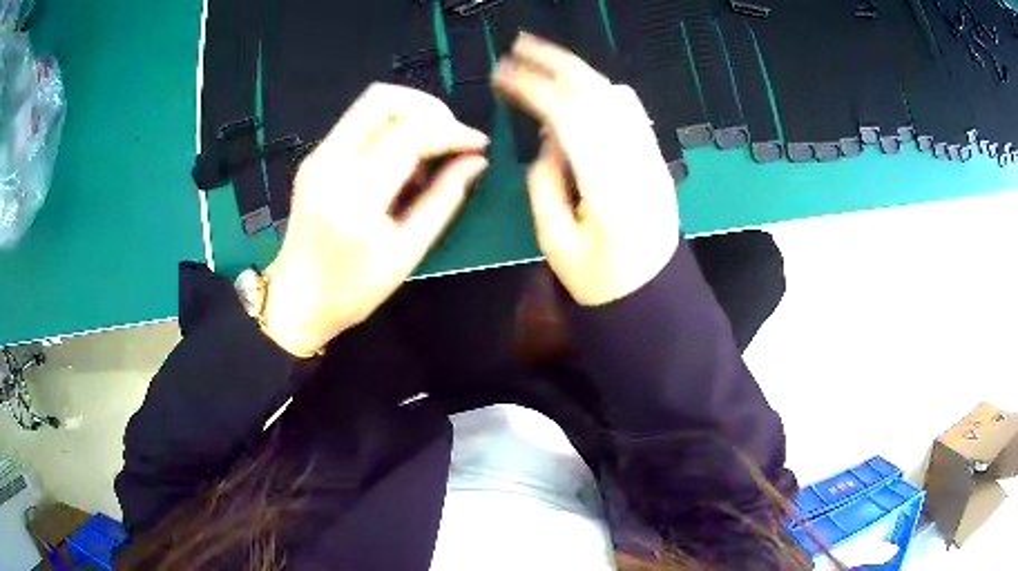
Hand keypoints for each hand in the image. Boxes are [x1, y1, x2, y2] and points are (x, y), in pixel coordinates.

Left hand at [261, 83, 488, 356]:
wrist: (296, 299)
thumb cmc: (352, 290)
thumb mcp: (406, 253)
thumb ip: (444, 200)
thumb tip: (475, 162)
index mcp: (354, 196)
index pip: (409, 135)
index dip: (451, 131)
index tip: (478, 144)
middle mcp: (330, 164)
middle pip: (383, 99)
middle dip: (429, 108)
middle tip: (452, 137)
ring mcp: (317, 156)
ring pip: (370, 104)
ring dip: (410, 115)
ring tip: (429, 154)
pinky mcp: (315, 157)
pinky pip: (360, 123)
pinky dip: (391, 129)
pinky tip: (402, 162)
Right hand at [493, 33, 678, 306]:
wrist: (653, 296)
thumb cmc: (599, 280)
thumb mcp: (555, 242)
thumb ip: (544, 182)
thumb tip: (548, 136)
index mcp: (609, 188)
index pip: (570, 118)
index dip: (533, 88)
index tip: (502, 73)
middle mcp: (637, 162)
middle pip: (598, 94)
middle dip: (556, 63)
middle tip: (519, 45)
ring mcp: (653, 158)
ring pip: (617, 97)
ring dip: (578, 70)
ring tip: (542, 57)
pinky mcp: (656, 158)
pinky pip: (629, 111)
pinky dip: (599, 90)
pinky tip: (576, 87)